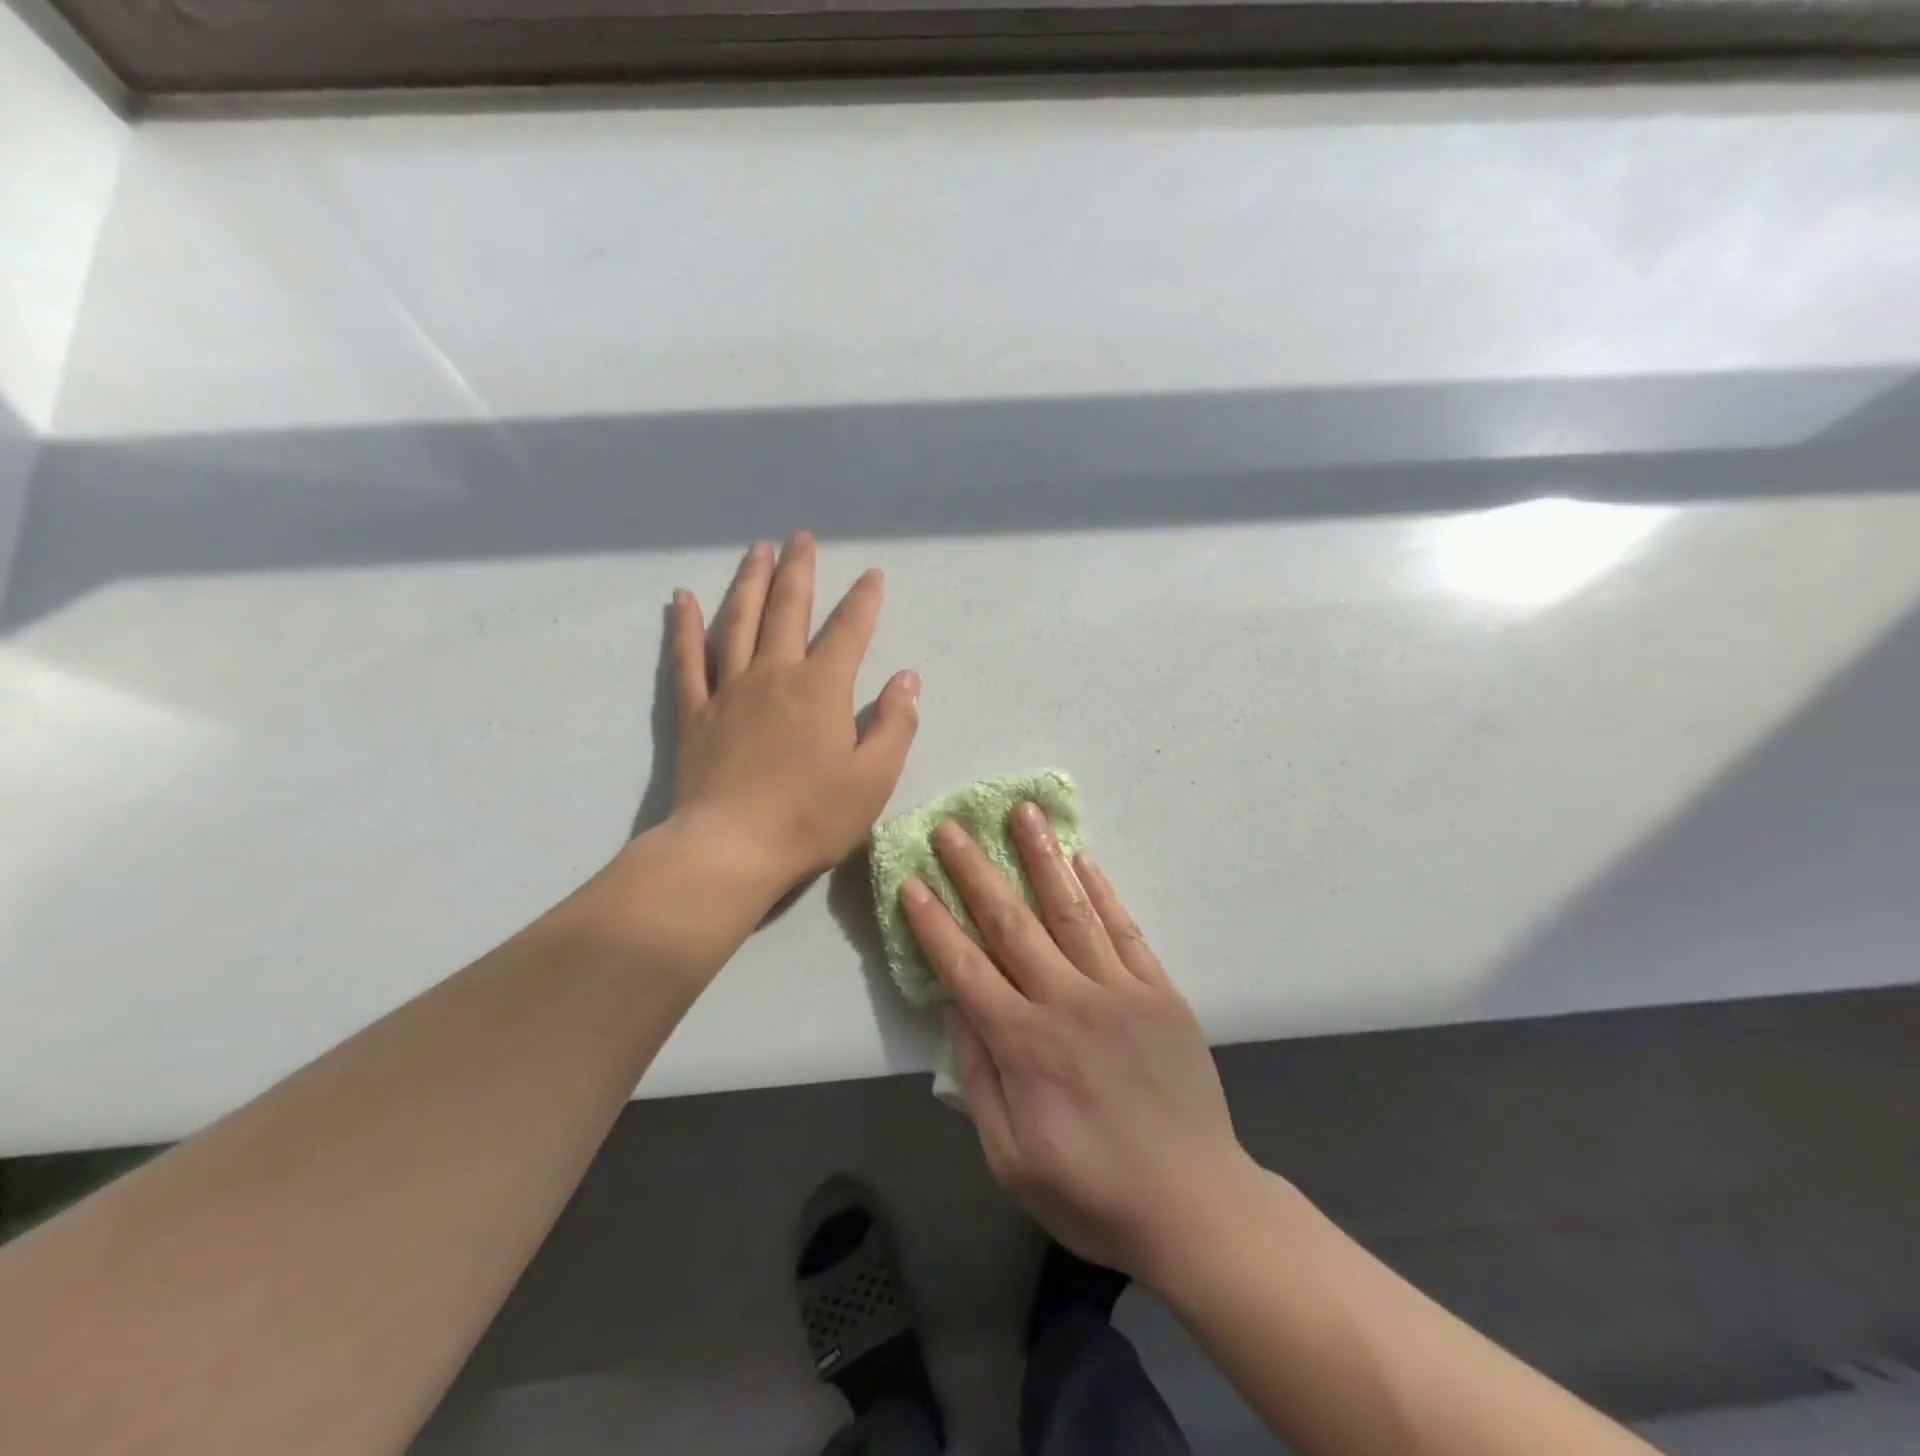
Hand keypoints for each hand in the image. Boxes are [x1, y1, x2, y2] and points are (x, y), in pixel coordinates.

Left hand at [666, 532, 919, 898]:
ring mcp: (728, 690)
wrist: (732, 850)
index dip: (864, 601)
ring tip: (757, 550)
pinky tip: (682, 598)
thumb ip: (895, 724)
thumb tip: (906, 679)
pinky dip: (684, 626)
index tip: (872, 575)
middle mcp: (774, 674)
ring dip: (749, 582)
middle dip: (799, 570)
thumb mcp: (874, 778)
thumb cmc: (811, 817)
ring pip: (738, 621)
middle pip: (788, 609)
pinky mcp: (695, 712)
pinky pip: (687, 659)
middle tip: (801, 537)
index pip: (848, 631)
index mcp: (821, 688)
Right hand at [900, 804, 1265, 1286]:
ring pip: (1070, 910)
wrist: (1196, 1205)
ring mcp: (1119, 990)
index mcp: (1024, 1044)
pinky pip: (1125, 930)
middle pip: (1011, 923)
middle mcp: (1067, 1001)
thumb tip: (956, 1009)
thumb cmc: (1092, 1190)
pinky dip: (1102, 891)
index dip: (934, 922)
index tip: (912, 881)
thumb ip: (978, 1078)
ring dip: (1042, 858)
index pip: (965, 968)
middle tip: (953, 827)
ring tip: (1023, 813)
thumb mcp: (1011, 1157)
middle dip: (976, 871)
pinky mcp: (1160, 991)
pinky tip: (1083, 858)